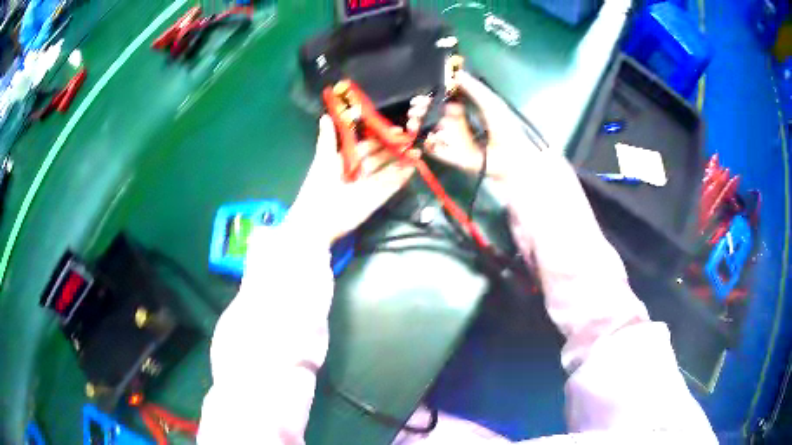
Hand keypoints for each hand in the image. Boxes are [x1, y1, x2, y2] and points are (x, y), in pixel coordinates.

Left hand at [287, 116, 415, 243]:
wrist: (317, 222)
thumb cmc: (318, 188)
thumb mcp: (323, 160)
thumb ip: (327, 139)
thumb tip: (325, 115)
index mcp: (344, 162)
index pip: (365, 146)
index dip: (378, 138)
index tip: (394, 129)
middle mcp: (357, 173)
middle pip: (378, 158)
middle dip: (393, 149)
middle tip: (409, 139)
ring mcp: (367, 187)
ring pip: (387, 171)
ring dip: (401, 162)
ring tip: (416, 151)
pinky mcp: (374, 201)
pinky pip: (390, 187)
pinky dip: (400, 178)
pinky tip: (412, 168)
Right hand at [417, 71, 541, 179]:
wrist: (511, 156)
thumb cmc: (505, 128)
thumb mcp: (491, 103)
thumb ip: (474, 88)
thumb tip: (457, 72)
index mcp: (462, 111)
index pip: (440, 101)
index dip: (430, 96)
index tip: (421, 94)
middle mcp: (454, 124)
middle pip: (430, 115)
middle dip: (420, 110)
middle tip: (414, 108)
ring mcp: (451, 141)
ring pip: (428, 130)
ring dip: (418, 124)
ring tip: (413, 121)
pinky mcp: (450, 156)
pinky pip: (434, 149)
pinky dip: (427, 143)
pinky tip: (428, 137)